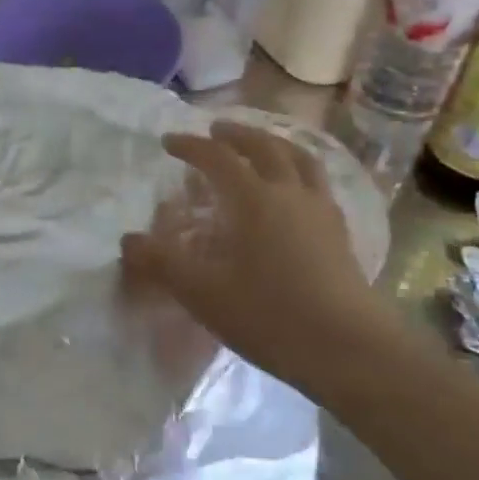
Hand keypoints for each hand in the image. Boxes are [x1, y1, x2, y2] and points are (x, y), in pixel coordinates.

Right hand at [122, 122, 386, 387]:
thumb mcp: (203, 293)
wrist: (350, 348)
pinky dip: (299, 170)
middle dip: (236, 135)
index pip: (218, 158)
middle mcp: (290, 193)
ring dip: (274, 144)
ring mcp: (321, 211)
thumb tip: (128, 240)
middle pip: (264, 147)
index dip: (191, 146)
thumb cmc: (270, 316)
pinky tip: (295, 190)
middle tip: (216, 131)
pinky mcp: (340, 232)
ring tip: (261, 146)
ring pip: (299, 159)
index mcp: (255, 199)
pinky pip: (317, 182)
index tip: (169, 141)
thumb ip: (162, 263)